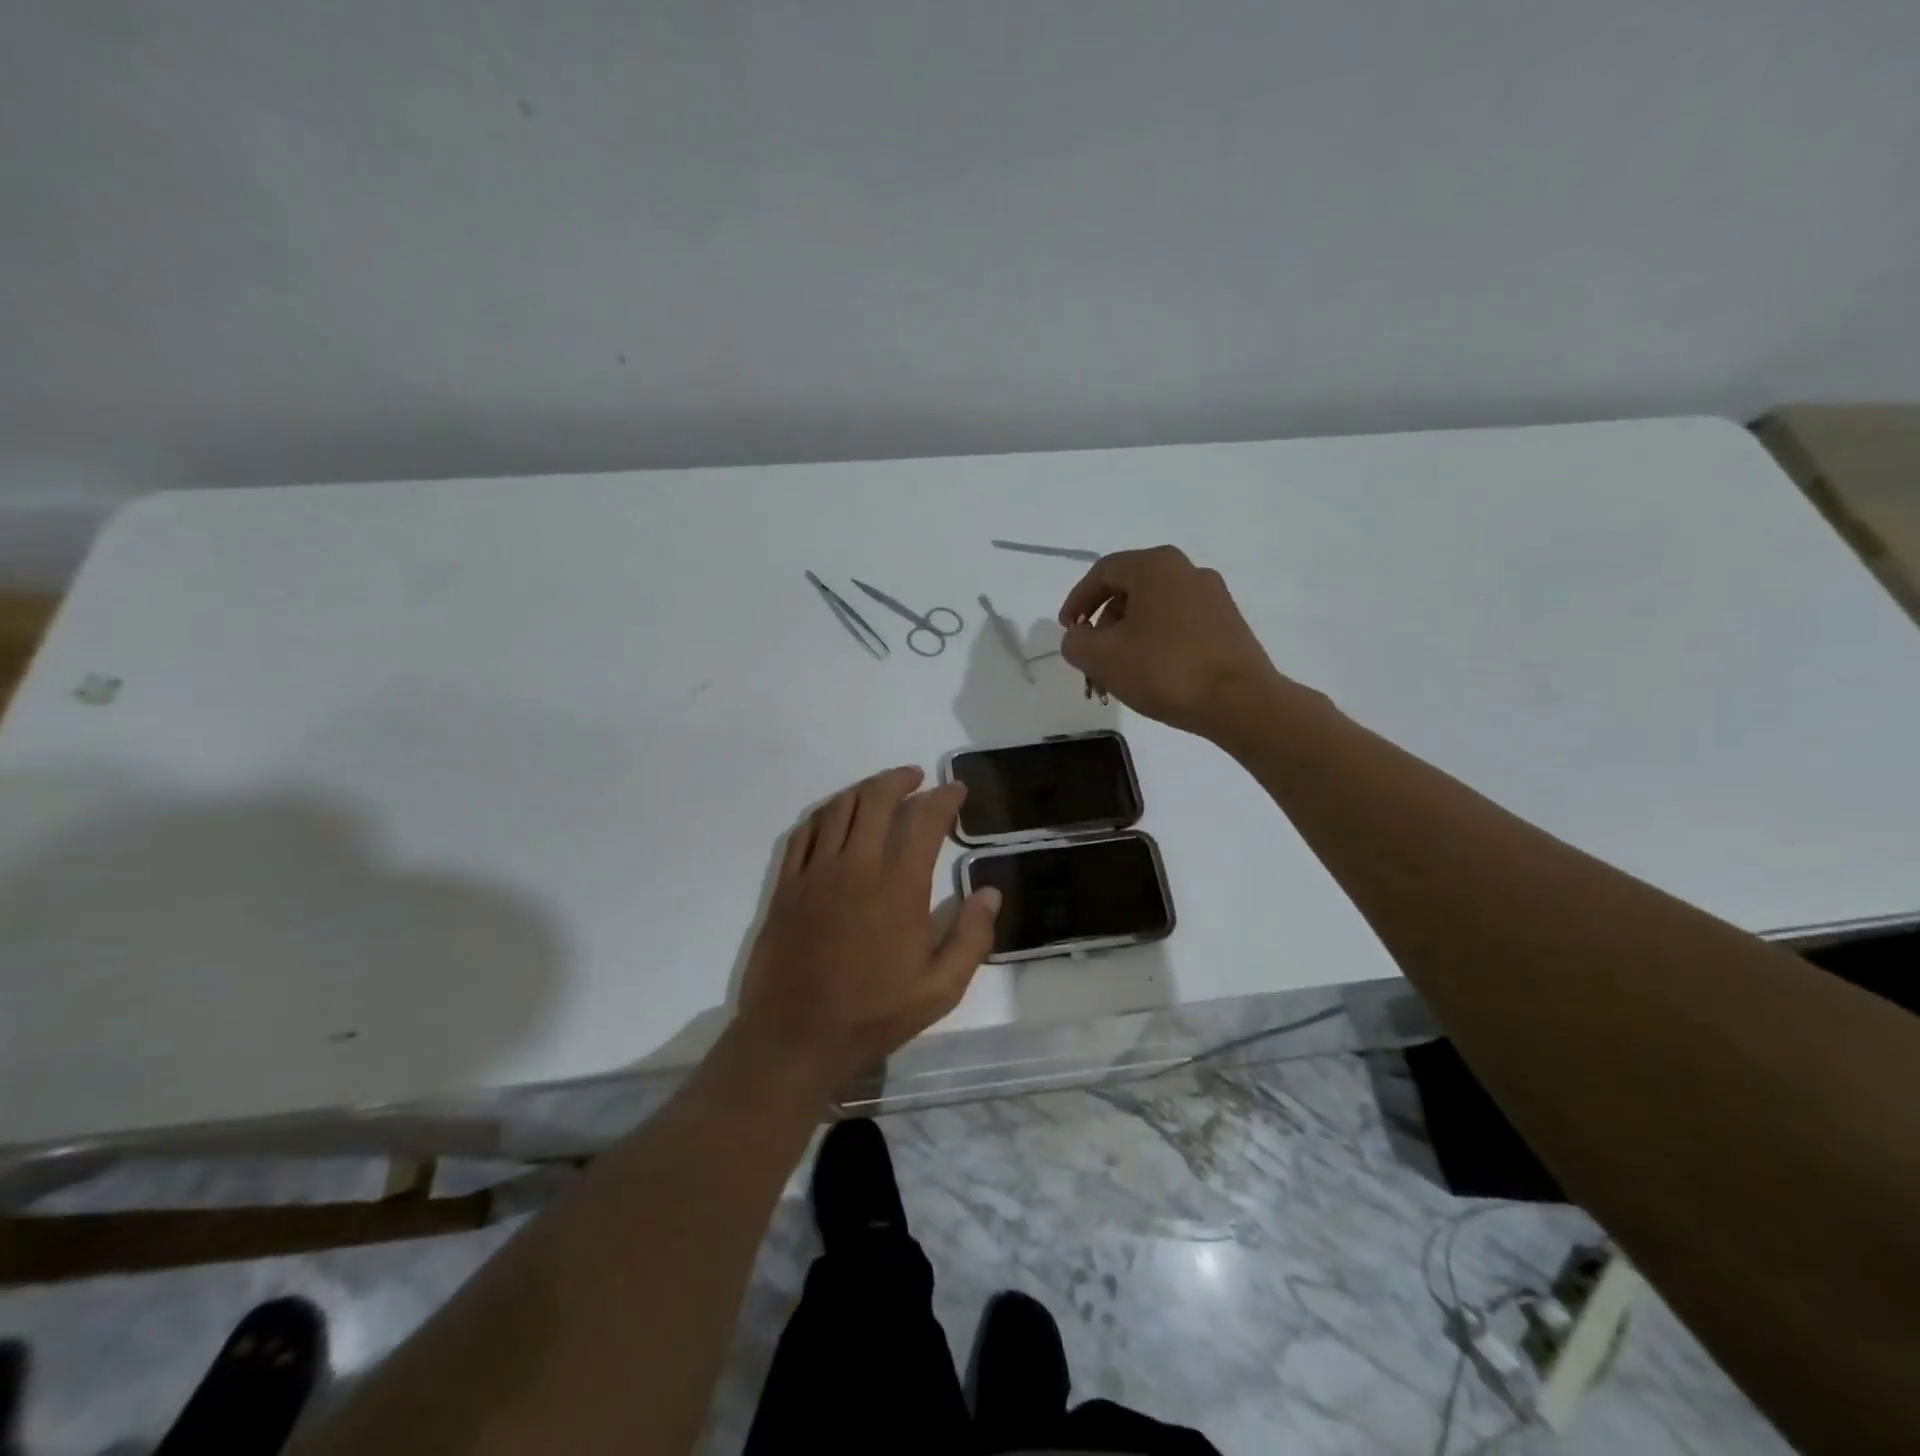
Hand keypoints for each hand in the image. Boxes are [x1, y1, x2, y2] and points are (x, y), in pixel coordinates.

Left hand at [733, 766, 1000, 1095]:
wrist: (795, 1038)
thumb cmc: (873, 1015)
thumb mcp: (940, 989)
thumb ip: (972, 937)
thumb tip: (990, 892)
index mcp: (899, 887)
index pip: (925, 821)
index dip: (944, 798)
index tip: (956, 791)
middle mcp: (856, 867)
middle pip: (877, 799)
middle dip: (901, 779)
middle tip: (917, 778)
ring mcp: (815, 873)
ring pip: (839, 808)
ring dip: (864, 790)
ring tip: (881, 790)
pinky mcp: (787, 885)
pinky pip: (804, 832)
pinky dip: (825, 814)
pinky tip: (835, 817)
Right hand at [1058, 546, 1289, 739]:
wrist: (1240, 701)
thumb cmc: (1164, 670)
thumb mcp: (1101, 657)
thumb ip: (1076, 641)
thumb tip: (1080, 637)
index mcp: (1155, 566)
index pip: (1102, 573)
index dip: (1077, 601)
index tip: (1068, 630)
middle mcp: (1186, 571)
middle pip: (1129, 591)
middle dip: (1103, 625)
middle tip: (1091, 658)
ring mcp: (1213, 596)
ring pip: (1154, 610)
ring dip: (1128, 638)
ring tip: (1117, 675)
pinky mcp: (1228, 624)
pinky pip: (1178, 625)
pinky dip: (1155, 643)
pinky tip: (1150, 675)